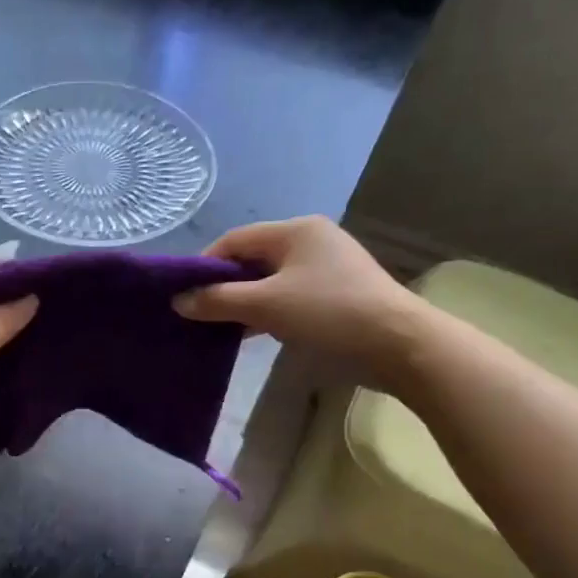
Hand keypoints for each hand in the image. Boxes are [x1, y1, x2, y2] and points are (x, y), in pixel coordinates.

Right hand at [174, 216, 427, 386]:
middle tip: (197, 315)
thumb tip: (179, 300)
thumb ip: (218, 300)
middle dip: (222, 286)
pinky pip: (287, 297)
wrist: (399, 346)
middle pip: (252, 259)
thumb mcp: (266, 306)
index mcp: (295, 231)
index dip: (204, 265)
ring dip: (243, 302)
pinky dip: (265, 313)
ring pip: (269, 281)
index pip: (235, 240)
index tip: (182, 296)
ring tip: (217, 328)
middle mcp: (311, 241)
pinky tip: (250, 334)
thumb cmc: (329, 314)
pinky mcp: (335, 295)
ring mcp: (326, 269)